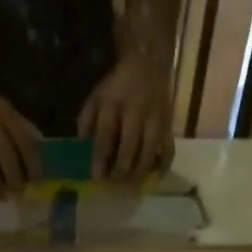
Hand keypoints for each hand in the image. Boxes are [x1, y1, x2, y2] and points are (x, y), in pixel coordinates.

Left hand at [79, 50, 173, 180]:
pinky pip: (168, 149)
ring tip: (131, 186)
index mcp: (113, 103)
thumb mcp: (96, 96)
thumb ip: (86, 120)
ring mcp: (155, 119)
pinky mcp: (169, 125)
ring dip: (139, 173)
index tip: (97, 177)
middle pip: (129, 147)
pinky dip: (163, 166)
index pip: (106, 134)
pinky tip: (154, 178)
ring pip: (149, 152)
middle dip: (121, 170)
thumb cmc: (117, 86)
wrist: (148, 65)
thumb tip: (82, 146)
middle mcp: (136, 111)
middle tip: (114, 186)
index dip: (100, 158)